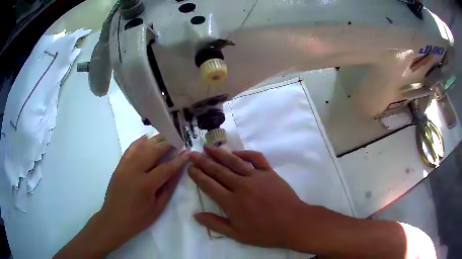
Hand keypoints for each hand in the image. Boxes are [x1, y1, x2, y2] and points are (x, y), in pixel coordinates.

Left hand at [54, 135, 188, 257]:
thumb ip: (168, 188)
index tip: (187, 152)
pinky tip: (145, 138)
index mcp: (146, 185)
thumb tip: (178, 172)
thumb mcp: (157, 208)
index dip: (178, 160)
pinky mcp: (119, 166)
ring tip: (165, 135)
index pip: (166, 168)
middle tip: (178, 139)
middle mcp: (134, 171)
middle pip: (153, 152)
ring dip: (154, 140)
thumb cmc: (138, 219)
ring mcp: (125, 167)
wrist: (114, 220)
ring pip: (141, 147)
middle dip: (167, 144)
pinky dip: (138, 142)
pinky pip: (129, 150)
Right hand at [188, 146, 303, 248]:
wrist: (292, 223)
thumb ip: (215, 224)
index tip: (190, 167)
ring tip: (208, 147)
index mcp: (231, 203)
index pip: (209, 185)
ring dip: (219, 153)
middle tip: (192, 153)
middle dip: (203, 161)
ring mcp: (256, 177)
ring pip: (234, 161)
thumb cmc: (264, 232)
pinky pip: (256, 158)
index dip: (197, 176)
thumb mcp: (237, 234)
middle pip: (218, 170)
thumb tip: (196, 215)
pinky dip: (245, 153)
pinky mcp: (269, 172)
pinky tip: (236, 152)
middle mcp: (241, 186)